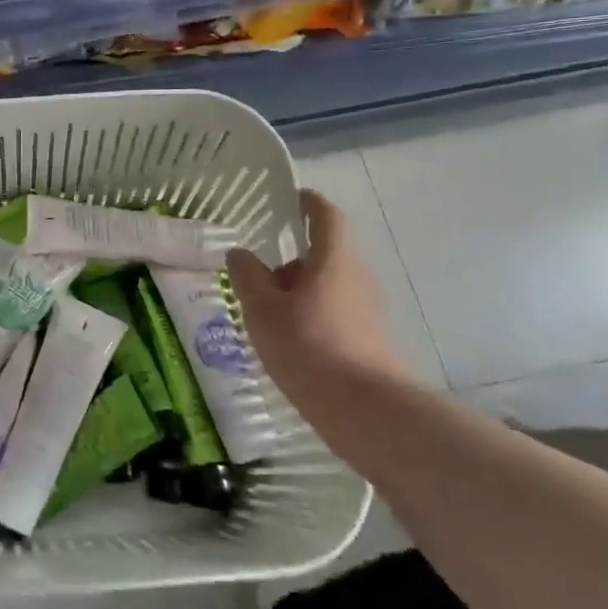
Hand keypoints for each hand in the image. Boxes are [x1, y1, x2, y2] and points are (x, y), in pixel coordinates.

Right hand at [226, 189, 409, 415]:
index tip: (291, 197)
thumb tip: (240, 253)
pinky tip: (285, 340)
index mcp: (333, 259)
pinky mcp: (367, 338)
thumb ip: (247, 276)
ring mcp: (366, 310)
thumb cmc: (308, 346)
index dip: (309, 202)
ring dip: (297, 290)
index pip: (326, 216)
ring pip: (327, 285)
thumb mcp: (262, 309)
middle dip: (291, 259)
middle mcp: (356, 277)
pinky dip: (308, 314)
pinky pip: (333, 312)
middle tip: (256, 273)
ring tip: (264, 313)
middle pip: (324, 254)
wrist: (365, 410)